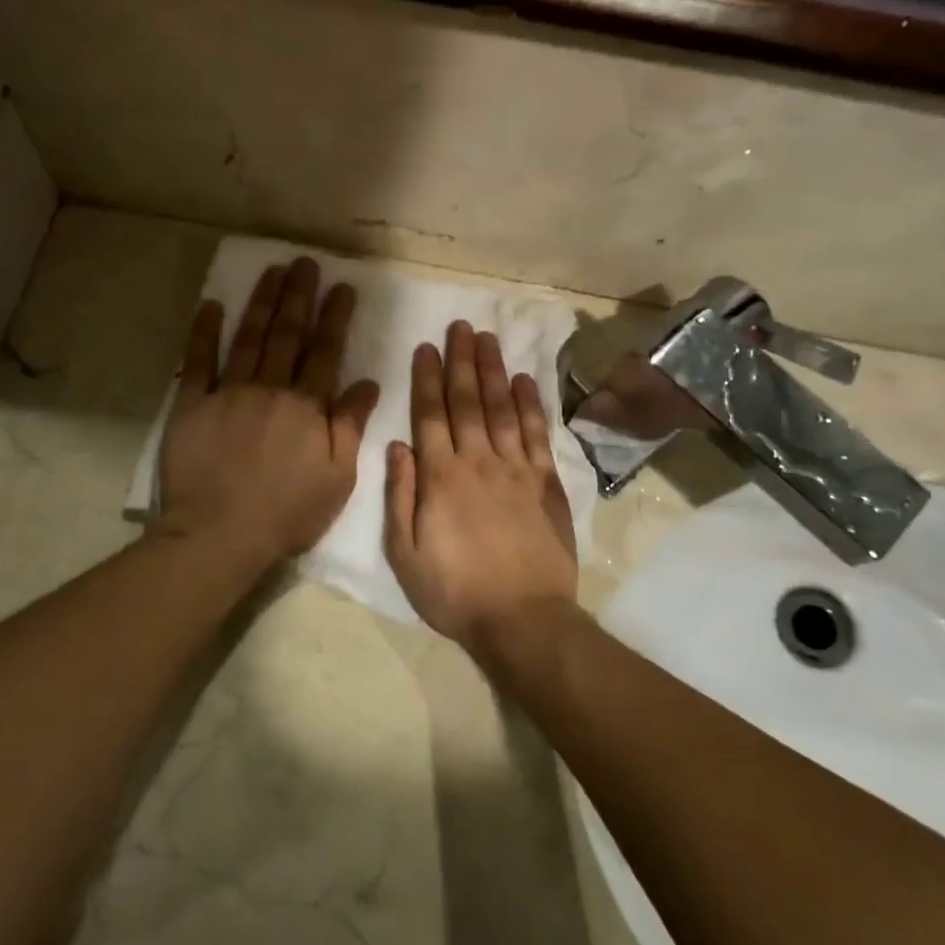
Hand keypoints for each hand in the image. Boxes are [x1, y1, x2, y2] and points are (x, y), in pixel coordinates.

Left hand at [159, 258, 379, 564]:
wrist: (221, 533)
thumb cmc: (287, 512)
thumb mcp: (337, 477)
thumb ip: (351, 426)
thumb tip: (368, 383)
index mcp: (307, 407)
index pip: (325, 352)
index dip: (334, 318)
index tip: (342, 287)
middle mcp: (270, 389)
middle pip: (287, 335)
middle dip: (299, 296)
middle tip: (305, 263)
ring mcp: (228, 393)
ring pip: (249, 337)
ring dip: (262, 302)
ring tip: (273, 270)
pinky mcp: (192, 404)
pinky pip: (198, 361)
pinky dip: (205, 331)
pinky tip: (213, 304)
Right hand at [385, 321, 578, 657]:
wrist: (522, 619)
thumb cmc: (455, 592)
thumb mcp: (406, 554)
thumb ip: (400, 497)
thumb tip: (397, 447)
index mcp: (440, 478)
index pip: (431, 415)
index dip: (427, 378)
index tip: (426, 346)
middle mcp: (478, 462)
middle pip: (468, 401)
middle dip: (462, 361)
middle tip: (461, 326)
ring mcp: (517, 470)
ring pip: (503, 409)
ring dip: (494, 371)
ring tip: (489, 339)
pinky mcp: (546, 484)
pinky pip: (538, 435)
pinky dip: (531, 405)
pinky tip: (524, 382)